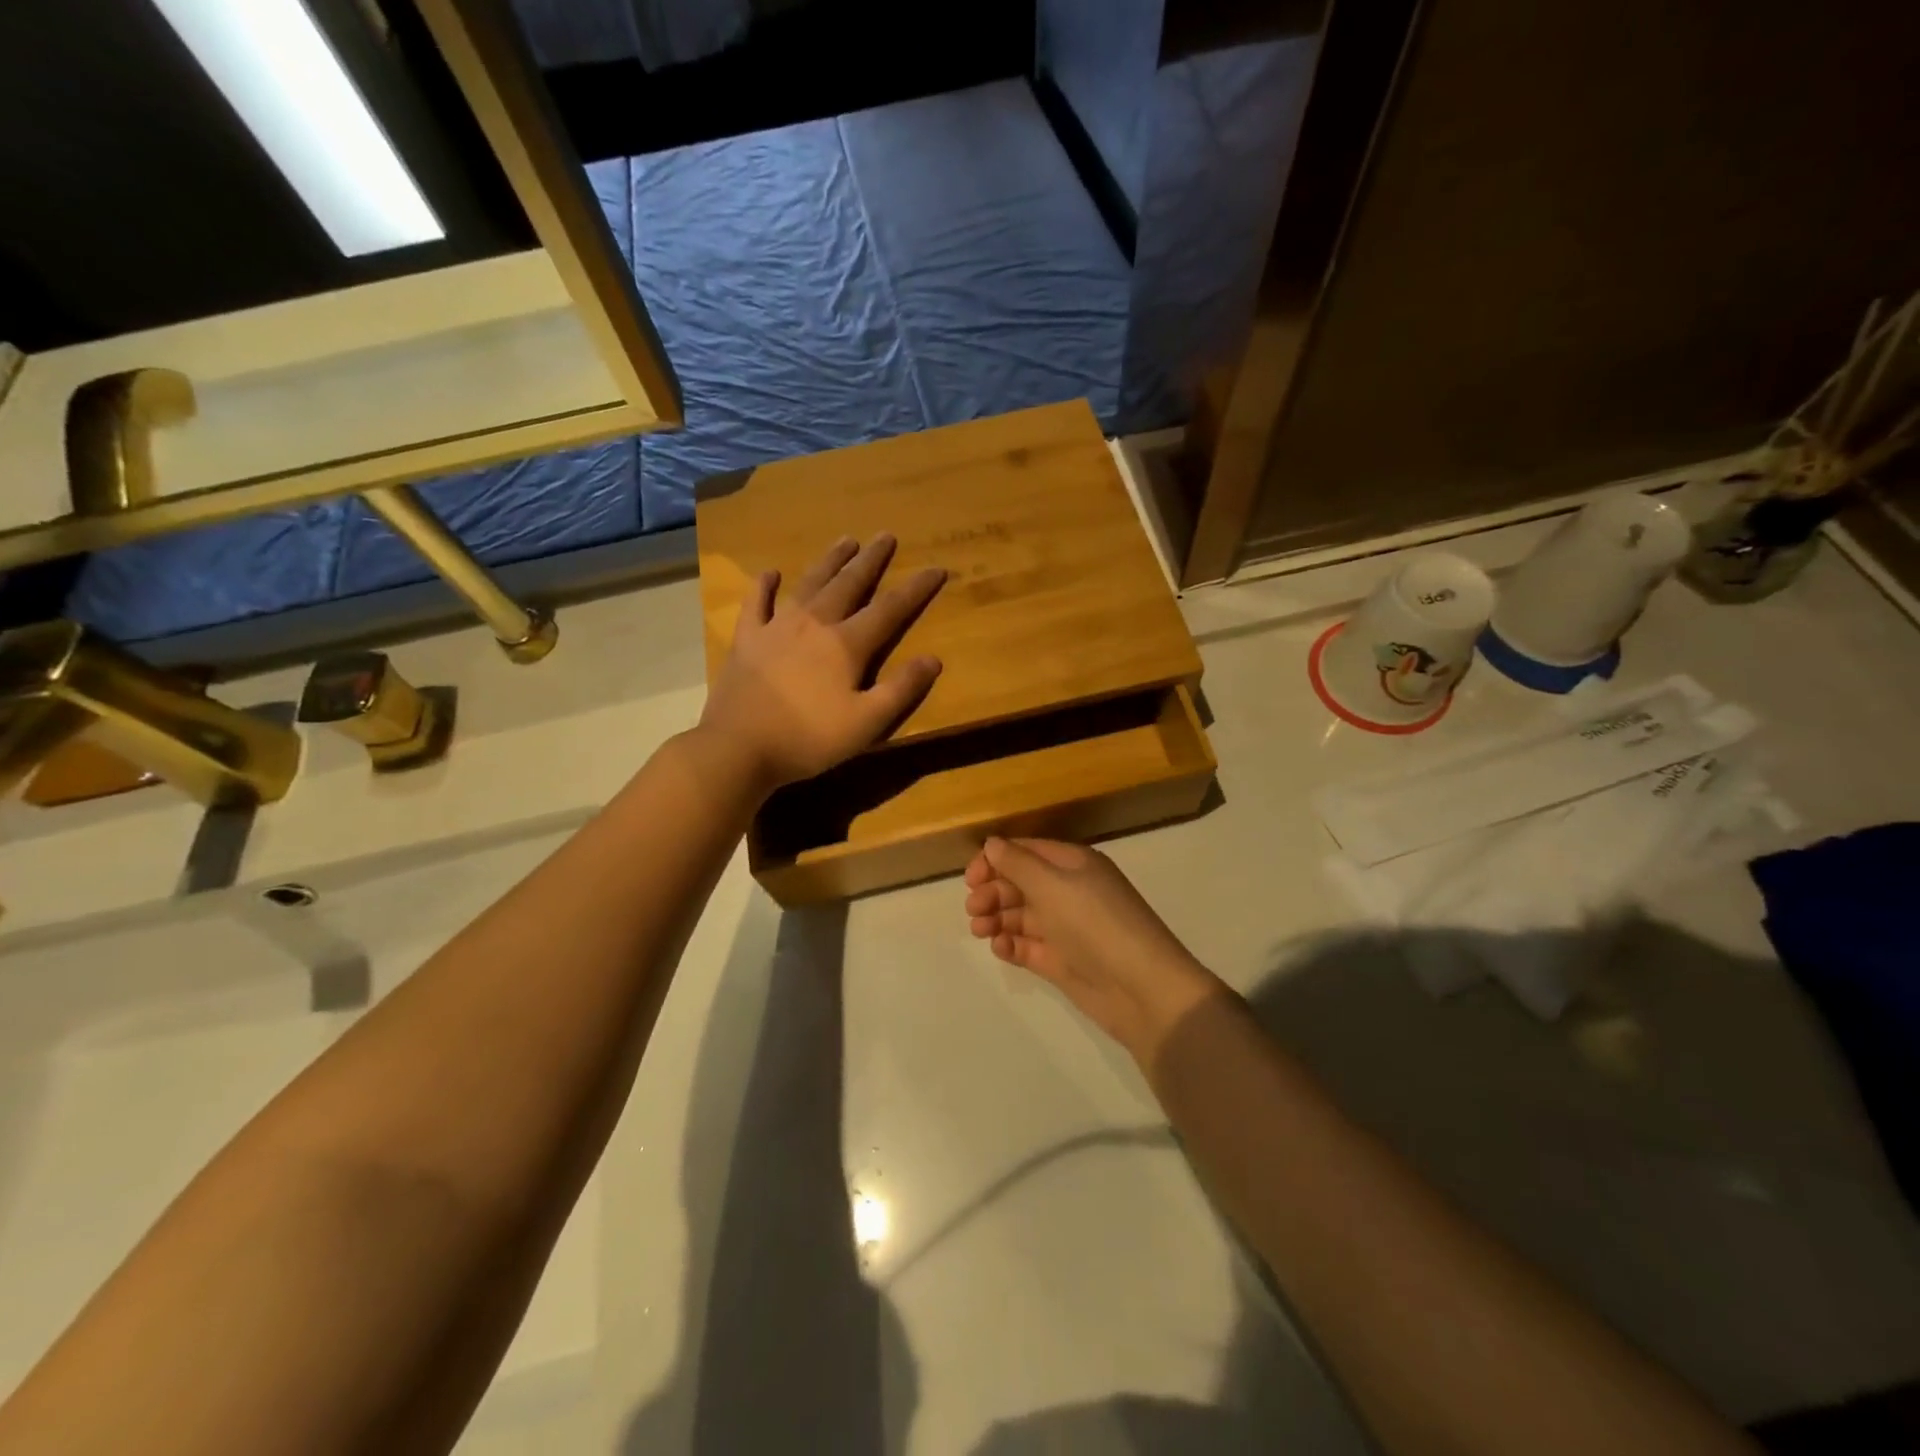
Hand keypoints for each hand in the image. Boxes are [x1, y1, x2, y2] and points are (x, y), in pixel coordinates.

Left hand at [700, 534, 945, 790]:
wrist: (738, 747)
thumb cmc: (808, 739)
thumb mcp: (866, 723)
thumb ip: (901, 690)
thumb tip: (933, 659)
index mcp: (846, 644)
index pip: (890, 609)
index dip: (916, 589)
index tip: (936, 568)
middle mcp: (814, 624)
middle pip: (848, 584)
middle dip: (871, 560)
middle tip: (886, 536)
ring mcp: (776, 627)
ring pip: (809, 584)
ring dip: (829, 561)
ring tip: (846, 540)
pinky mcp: (747, 639)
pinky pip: (756, 603)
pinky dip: (764, 586)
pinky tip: (770, 573)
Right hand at [964, 838, 1227, 1064]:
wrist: (1142, 988)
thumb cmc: (1096, 924)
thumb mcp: (1053, 885)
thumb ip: (1018, 864)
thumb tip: (991, 844)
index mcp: (1073, 865)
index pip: (1026, 852)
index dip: (995, 860)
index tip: (970, 878)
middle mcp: (1069, 891)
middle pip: (1020, 883)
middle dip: (993, 891)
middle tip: (974, 909)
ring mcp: (1065, 928)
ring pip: (1021, 915)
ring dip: (997, 918)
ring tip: (981, 929)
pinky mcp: (1062, 962)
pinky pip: (1028, 946)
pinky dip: (1011, 944)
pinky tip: (1000, 948)